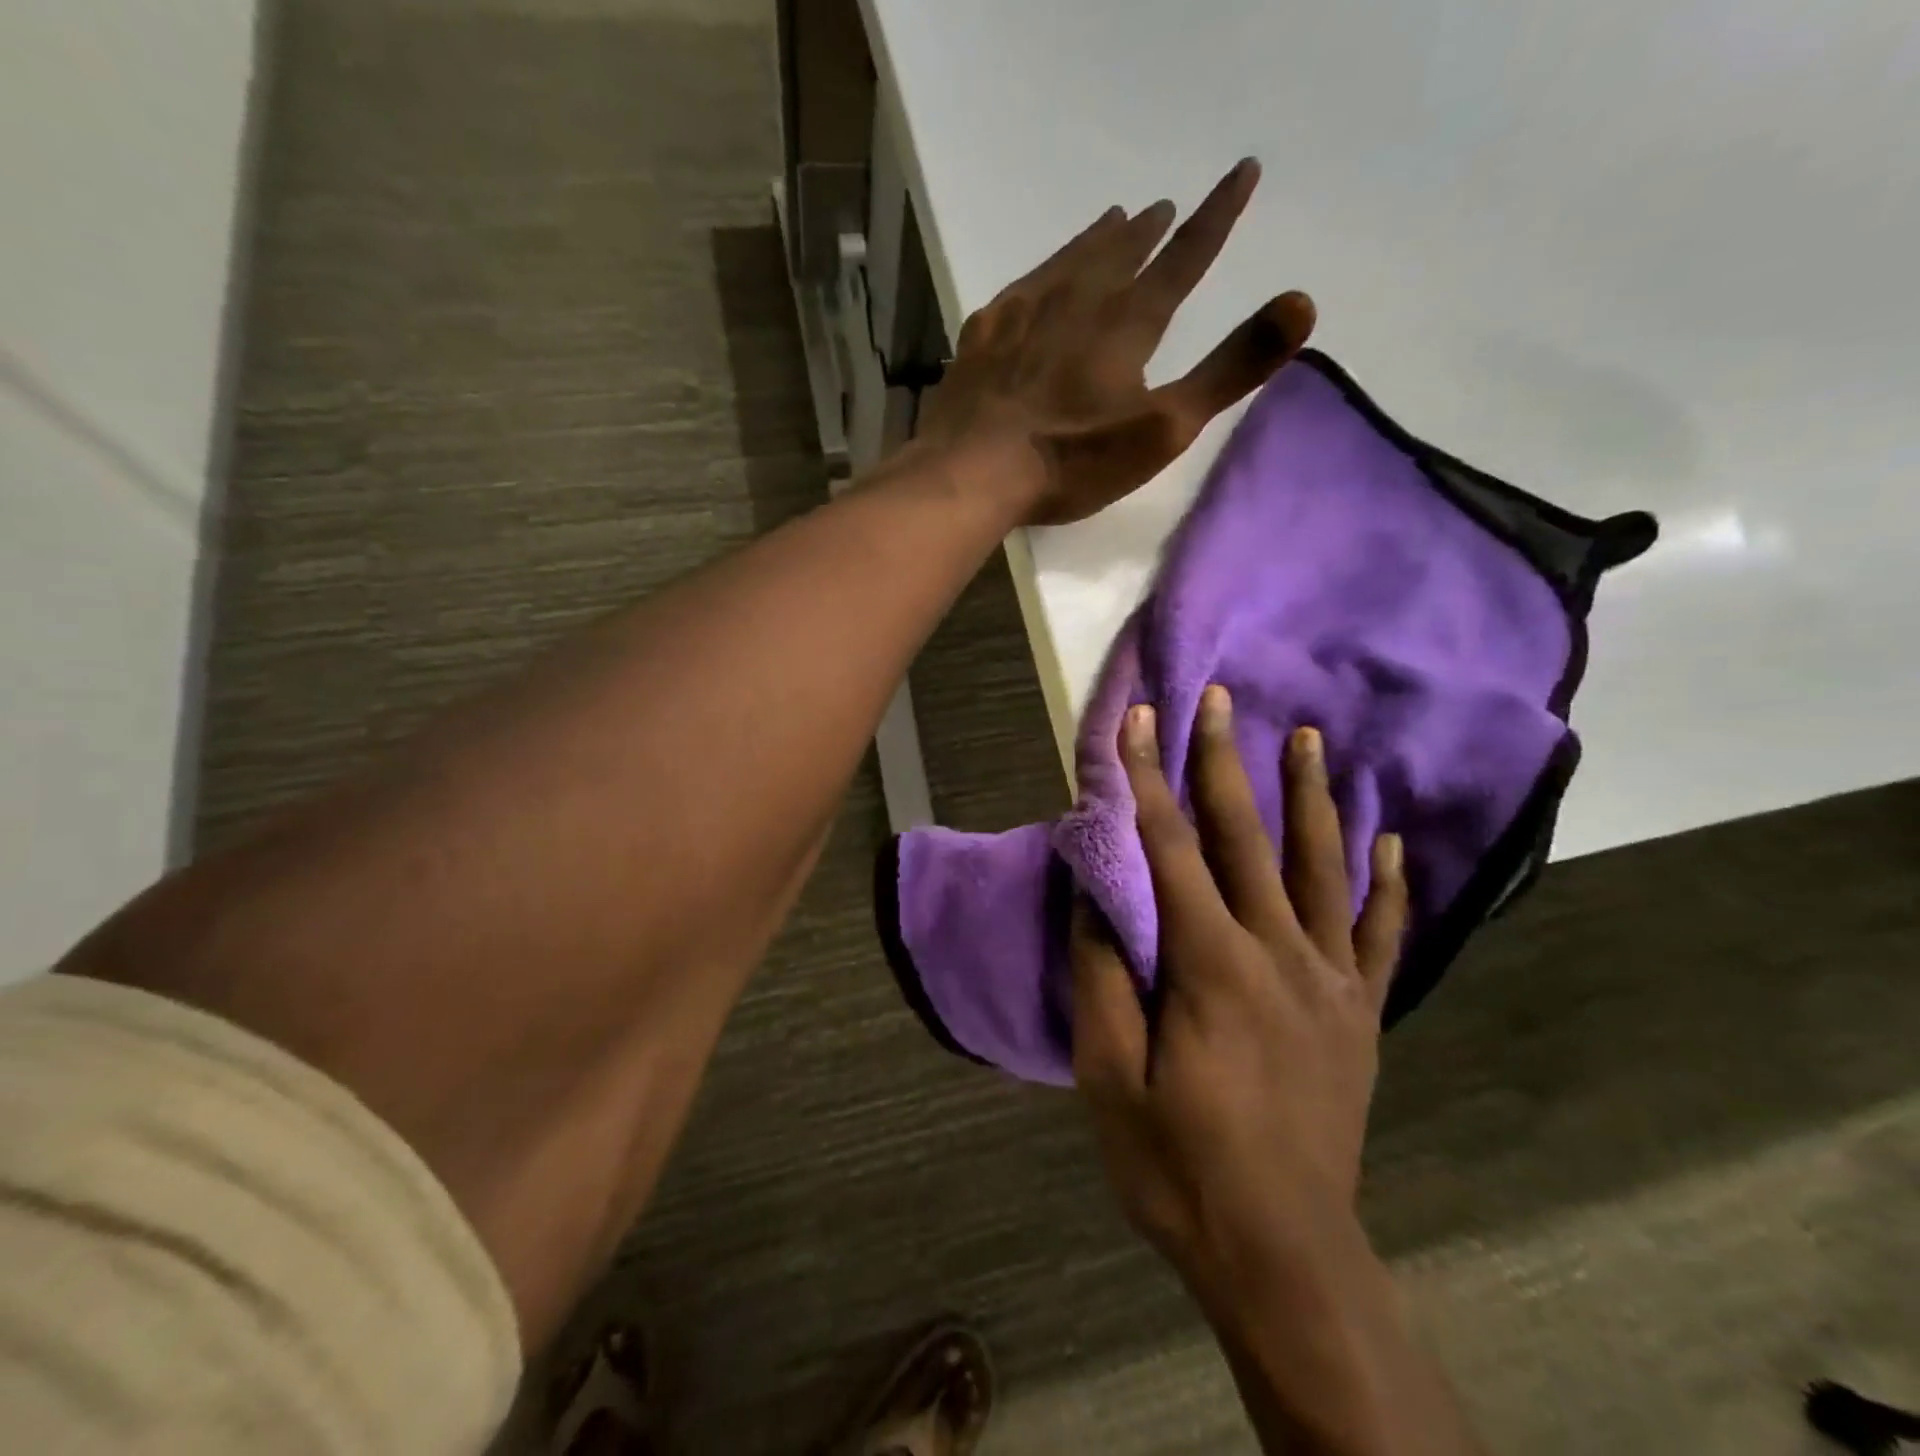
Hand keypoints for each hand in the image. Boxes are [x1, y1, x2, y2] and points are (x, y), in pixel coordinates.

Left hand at [916, 159, 1315, 525]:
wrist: (974, 471)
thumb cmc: (1074, 459)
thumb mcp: (1164, 427)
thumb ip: (1230, 368)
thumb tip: (1303, 302)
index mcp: (1127, 323)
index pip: (1185, 257)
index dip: (1217, 216)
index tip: (1241, 173)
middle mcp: (1077, 302)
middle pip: (1121, 254)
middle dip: (1148, 231)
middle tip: (1162, 208)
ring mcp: (1023, 315)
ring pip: (1069, 261)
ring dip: (1095, 240)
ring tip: (1111, 221)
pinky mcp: (983, 337)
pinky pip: (1019, 289)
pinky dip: (1039, 273)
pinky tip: (1034, 280)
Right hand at [1071, 686, 1406, 1312]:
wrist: (1282, 1254)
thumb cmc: (1179, 1165)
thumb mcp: (1109, 1077)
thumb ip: (1104, 976)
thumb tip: (1096, 895)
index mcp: (1212, 965)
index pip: (1170, 848)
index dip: (1148, 778)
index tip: (1140, 719)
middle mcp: (1279, 954)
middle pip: (1246, 838)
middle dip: (1225, 761)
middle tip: (1222, 697)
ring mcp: (1330, 981)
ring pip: (1323, 868)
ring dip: (1312, 797)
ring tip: (1310, 738)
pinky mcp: (1359, 1013)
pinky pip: (1377, 935)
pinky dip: (1386, 884)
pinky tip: (1393, 843)